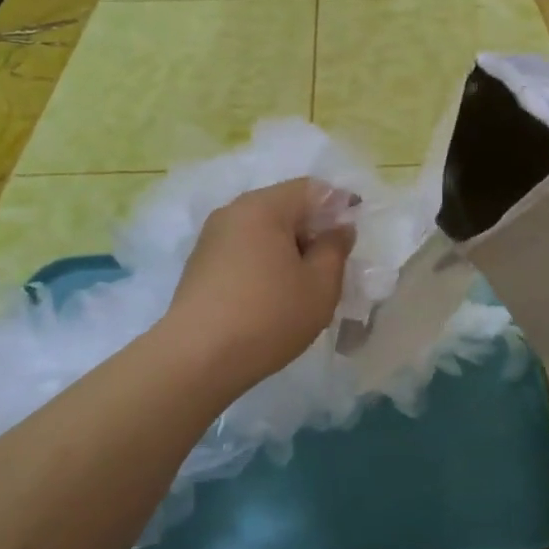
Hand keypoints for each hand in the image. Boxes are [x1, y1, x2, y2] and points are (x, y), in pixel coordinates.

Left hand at [164, 178, 355, 390]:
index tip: (352, 237)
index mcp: (264, 206)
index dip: (339, 206)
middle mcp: (233, 211)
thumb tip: (339, 228)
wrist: (196, 359)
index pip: (312, 189)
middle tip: (331, 266)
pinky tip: (271, 295)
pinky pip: (243, 249)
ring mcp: (211, 237)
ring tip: (302, 285)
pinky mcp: (199, 264)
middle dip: (312, 229)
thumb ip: (335, 248)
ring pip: (262, 229)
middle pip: (284, 206)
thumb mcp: (320, 286)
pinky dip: (264, 261)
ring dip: (287, 248)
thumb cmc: (268, 317)